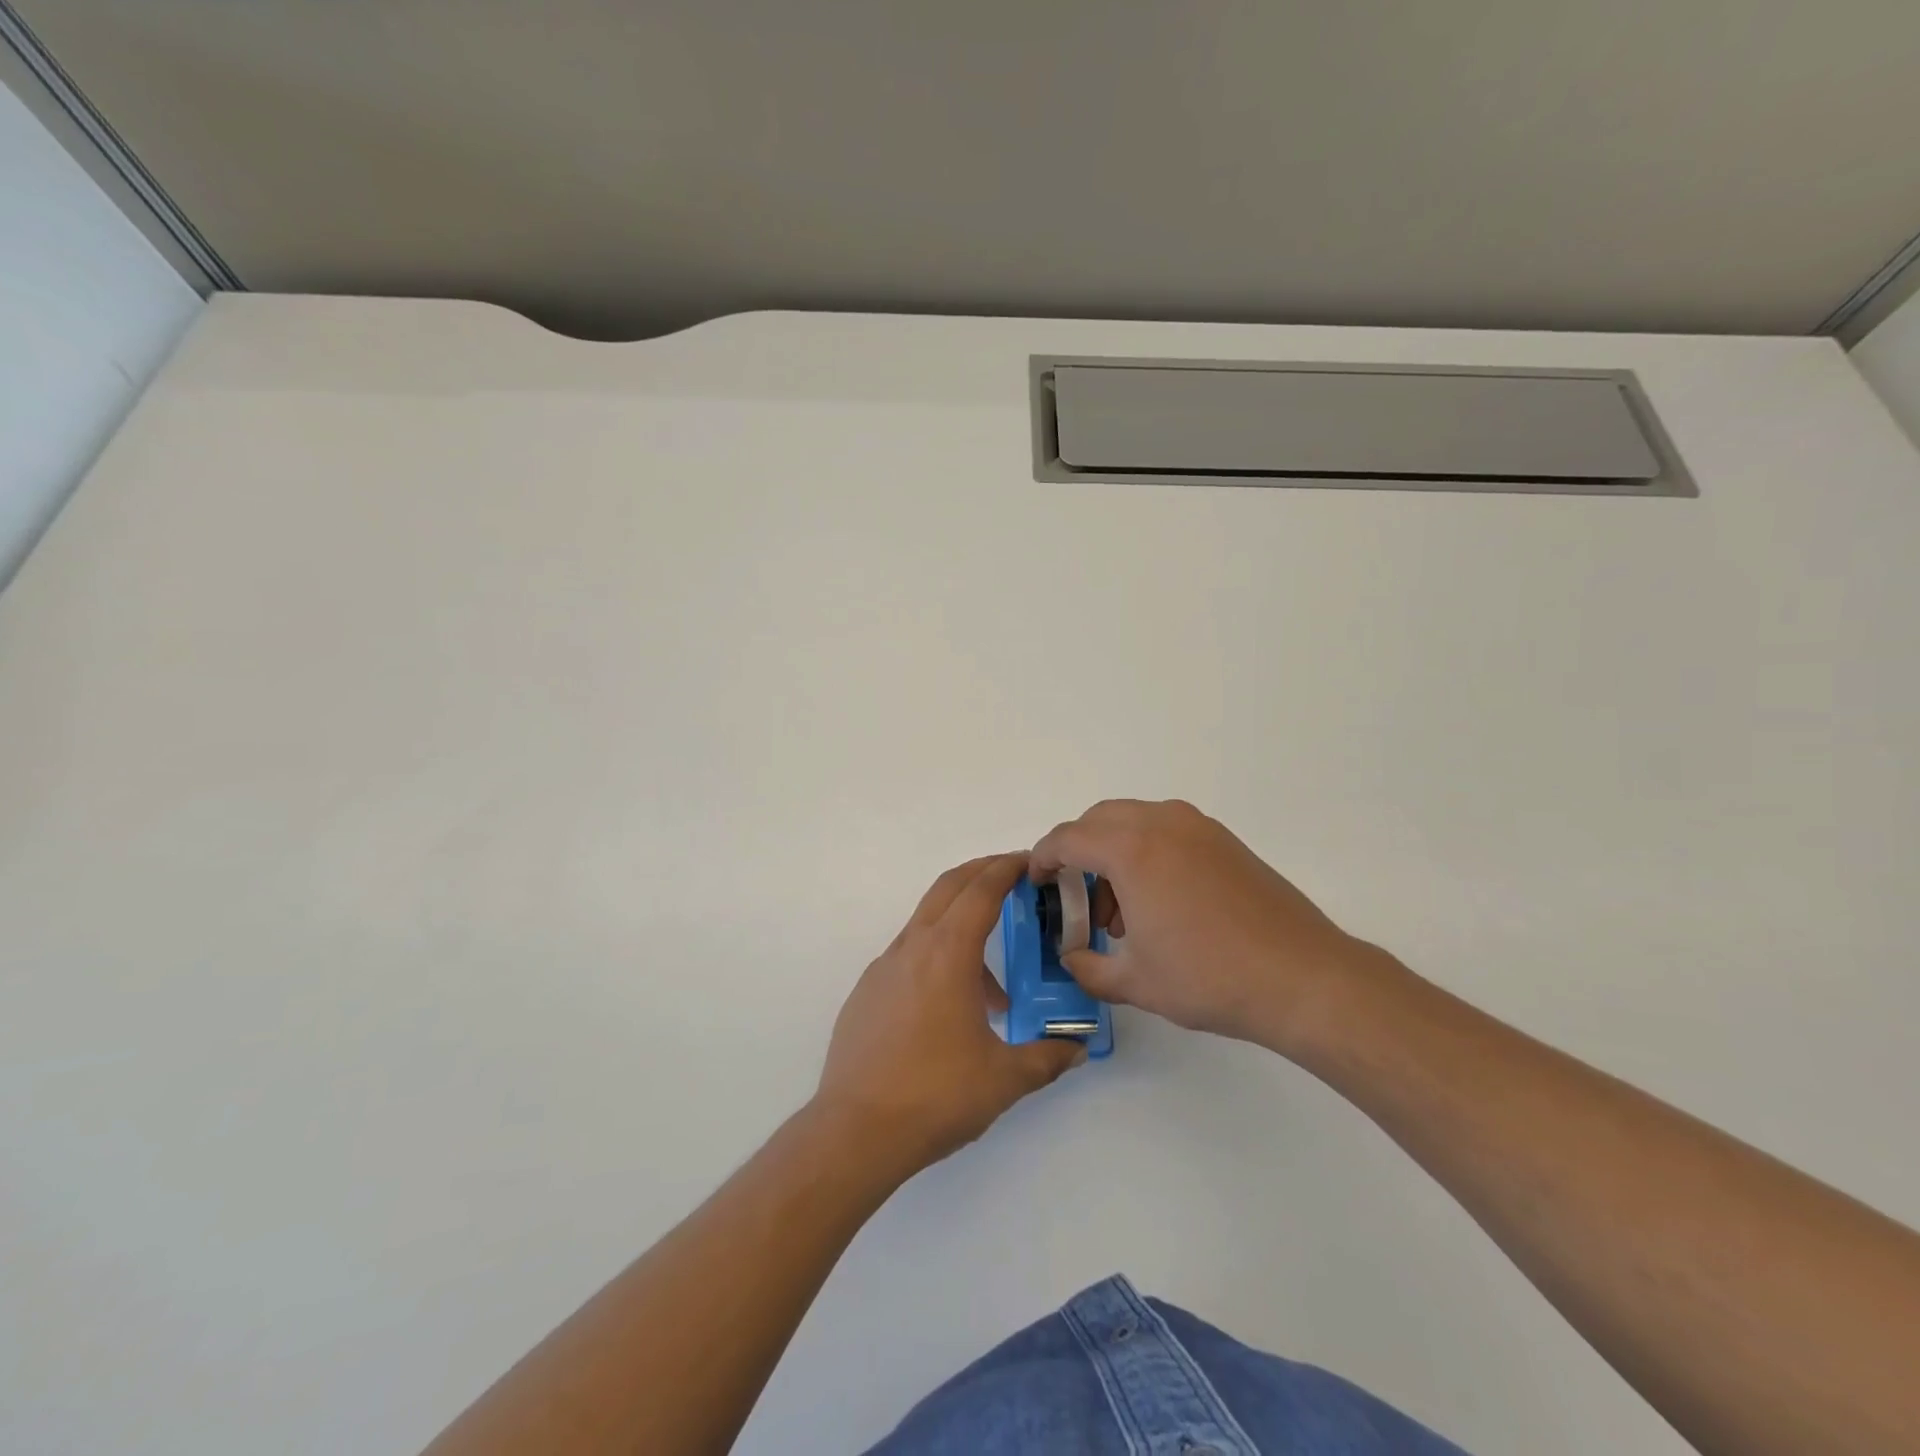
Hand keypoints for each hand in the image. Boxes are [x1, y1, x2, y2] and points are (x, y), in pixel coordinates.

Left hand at [813, 853, 1086, 1179]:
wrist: (855, 1131)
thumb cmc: (936, 1095)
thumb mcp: (1004, 1079)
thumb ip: (1047, 1057)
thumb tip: (1077, 1048)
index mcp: (948, 953)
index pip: (981, 890)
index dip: (1006, 868)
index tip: (1028, 861)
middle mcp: (912, 948)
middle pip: (948, 888)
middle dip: (982, 874)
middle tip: (1013, 879)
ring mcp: (883, 968)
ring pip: (927, 924)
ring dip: (962, 928)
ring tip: (995, 990)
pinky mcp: (866, 993)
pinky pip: (908, 958)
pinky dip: (936, 960)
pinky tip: (950, 1011)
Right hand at [1031, 800, 1369, 1052]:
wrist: (1302, 977)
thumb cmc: (1209, 977)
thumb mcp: (1134, 982)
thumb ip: (1087, 967)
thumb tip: (1072, 957)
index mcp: (1131, 850)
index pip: (1067, 839)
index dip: (1042, 859)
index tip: (1037, 883)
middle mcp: (1161, 824)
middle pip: (1098, 820)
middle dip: (1077, 852)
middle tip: (1078, 898)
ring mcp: (1197, 827)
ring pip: (1133, 821)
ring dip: (1113, 852)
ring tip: (1123, 911)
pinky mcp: (1223, 840)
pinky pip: (1166, 830)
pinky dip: (1146, 852)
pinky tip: (1160, 902)